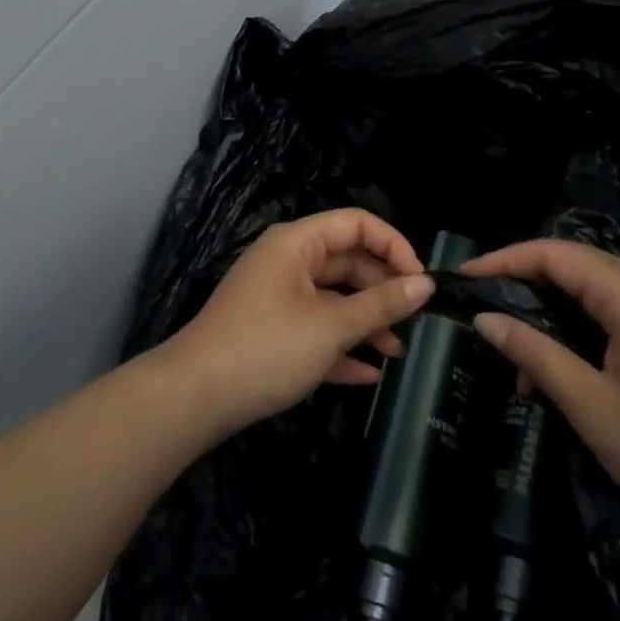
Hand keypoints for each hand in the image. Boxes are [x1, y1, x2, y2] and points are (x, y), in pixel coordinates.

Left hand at [162, 210, 435, 433]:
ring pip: (333, 298)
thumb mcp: (331, 326)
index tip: (421, 280)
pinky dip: (340, 346)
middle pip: (347, 261)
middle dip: (382, 290)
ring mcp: (277, 296)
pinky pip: (315, 328)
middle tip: (415, 321)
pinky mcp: (270, 331)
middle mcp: (287, 261)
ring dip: (366, 322)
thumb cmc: (267, 347)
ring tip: (397, 353)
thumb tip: (424, 284)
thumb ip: (380, 304)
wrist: (194, 397)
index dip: (394, 245)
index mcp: (298, 243)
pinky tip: (368, 374)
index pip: (356, 223)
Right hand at [464, 240, 619, 548]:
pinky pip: (619, 309)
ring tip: (525, 361)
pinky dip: (584, 326)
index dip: (503, 260)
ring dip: (555, 312)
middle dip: (524, 286)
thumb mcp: (595, 408)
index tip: (463, 278)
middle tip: (487, 320)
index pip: (552, 253)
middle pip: (573, 264)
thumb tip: (487, 319)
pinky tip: (572, 367)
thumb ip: (536, 356)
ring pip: (595, 288)